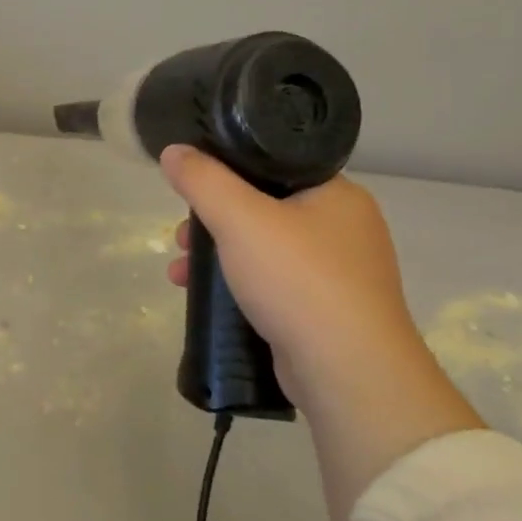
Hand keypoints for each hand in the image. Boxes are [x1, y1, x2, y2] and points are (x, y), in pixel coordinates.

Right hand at [160, 146, 482, 520]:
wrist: (348, 370)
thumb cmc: (298, 280)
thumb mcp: (240, 219)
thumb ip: (203, 180)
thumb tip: (173, 150)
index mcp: (337, 194)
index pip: (274, 165)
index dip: (226, 173)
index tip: (191, 191)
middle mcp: (344, 227)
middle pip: (262, 208)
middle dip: (211, 223)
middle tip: (181, 238)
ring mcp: (339, 272)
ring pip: (263, 249)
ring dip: (216, 257)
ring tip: (179, 274)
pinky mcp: (327, 310)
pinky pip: (272, 283)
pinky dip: (237, 285)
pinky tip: (208, 300)